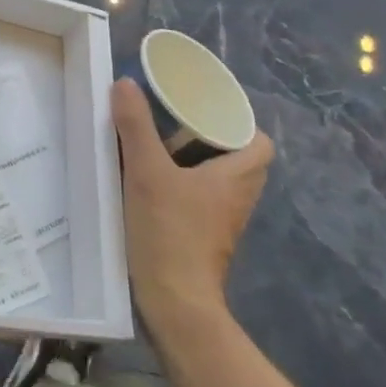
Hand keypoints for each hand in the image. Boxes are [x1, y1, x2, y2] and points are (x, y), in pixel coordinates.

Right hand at [113, 77, 273, 332]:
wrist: (174, 304)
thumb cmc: (170, 232)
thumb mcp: (147, 172)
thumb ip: (136, 126)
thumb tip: (125, 82)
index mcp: (238, 176)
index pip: (260, 142)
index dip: (238, 124)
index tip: (204, 111)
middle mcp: (238, 198)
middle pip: (236, 158)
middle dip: (208, 139)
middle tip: (175, 124)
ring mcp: (223, 223)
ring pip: (217, 181)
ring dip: (193, 163)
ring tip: (159, 148)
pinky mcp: (204, 239)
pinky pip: (202, 201)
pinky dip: (184, 188)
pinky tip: (151, 184)